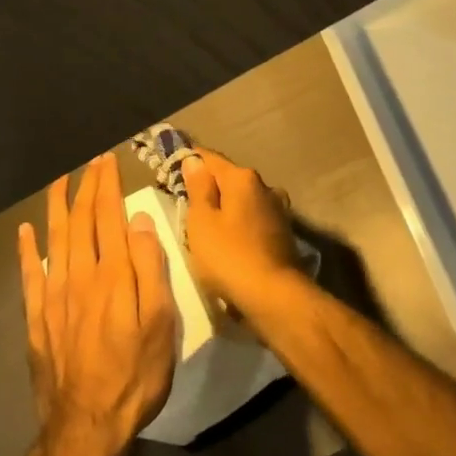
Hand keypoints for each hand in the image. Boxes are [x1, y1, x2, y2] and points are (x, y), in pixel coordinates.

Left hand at [17, 153, 175, 455]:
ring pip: (55, 239)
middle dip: (86, 187)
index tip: (108, 161)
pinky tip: (26, 232)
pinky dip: (28, 250)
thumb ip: (150, 267)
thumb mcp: (161, 322)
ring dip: (57, 207)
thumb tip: (137, 220)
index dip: (107, 186)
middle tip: (91, 163)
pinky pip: (30, 275)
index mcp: (113, 274)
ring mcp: (54, 297)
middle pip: (81, 221)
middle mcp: (80, 276)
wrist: (87, 427)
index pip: (108, 216)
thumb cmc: (136, 374)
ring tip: (59, 181)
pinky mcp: (37, 319)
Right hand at [181, 147, 299, 313]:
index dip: (190, 160)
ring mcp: (278, 210)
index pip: (210, 159)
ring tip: (205, 226)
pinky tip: (229, 241)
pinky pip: (253, 220)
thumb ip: (198, 188)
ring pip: (243, 201)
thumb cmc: (230, 256)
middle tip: (184, 202)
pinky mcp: (283, 233)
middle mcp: (265, 187)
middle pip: (229, 179)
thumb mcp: (202, 222)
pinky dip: (239, 225)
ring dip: (226, 208)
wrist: (274, 297)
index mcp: (243, 178)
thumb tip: (194, 160)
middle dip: (208, 187)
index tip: (171, 167)